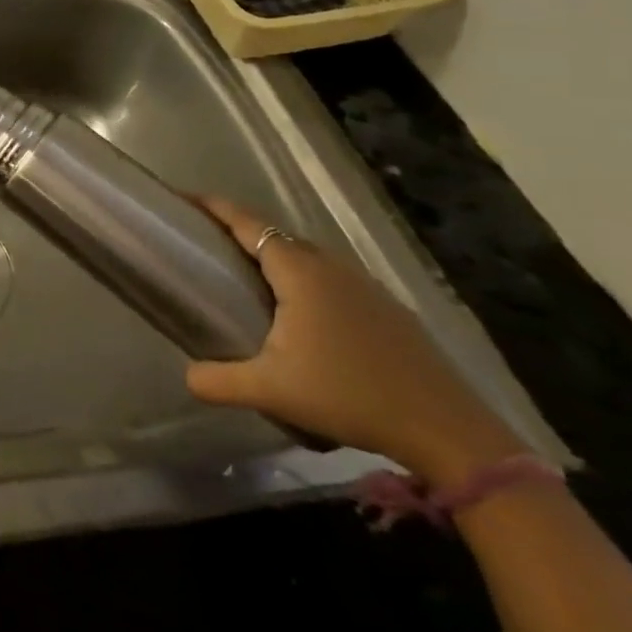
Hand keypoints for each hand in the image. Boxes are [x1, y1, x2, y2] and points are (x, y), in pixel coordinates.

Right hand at [185, 198, 524, 484]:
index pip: (247, 223)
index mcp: (299, 271)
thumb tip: (186, 377)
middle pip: (275, 235)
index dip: (212, 207)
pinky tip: (302, 315)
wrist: (449, 432)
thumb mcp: (271, 391)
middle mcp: (332, 267)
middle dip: (238, 232)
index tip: (182, 199)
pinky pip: (332, 278)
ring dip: (274, 257)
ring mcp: (366, 287)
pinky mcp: (388, 310)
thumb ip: (218, 380)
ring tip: (247, 277)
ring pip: (307, 257)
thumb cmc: (350, 395)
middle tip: (205, 245)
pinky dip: (305, 280)